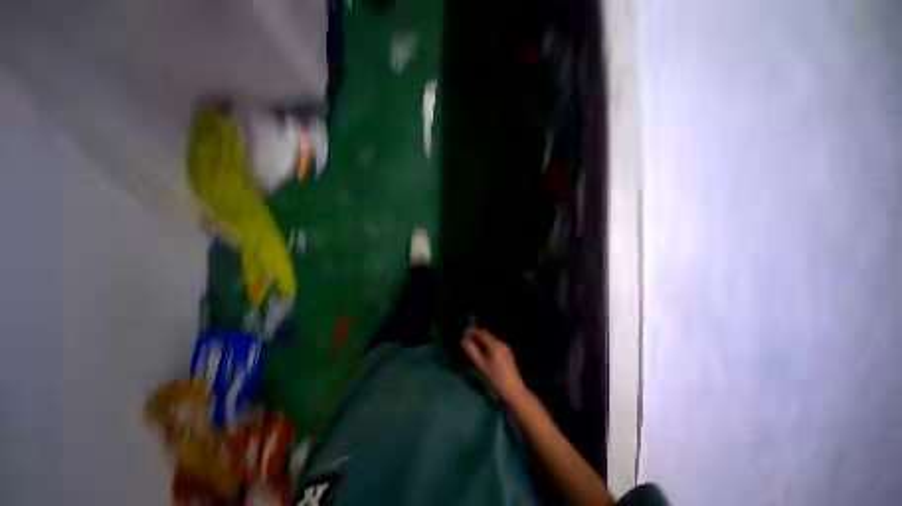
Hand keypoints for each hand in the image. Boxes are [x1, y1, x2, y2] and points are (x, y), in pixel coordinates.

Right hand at [461, 328, 526, 401]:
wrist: (514, 391)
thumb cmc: (496, 379)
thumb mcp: (481, 365)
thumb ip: (472, 351)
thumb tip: (463, 341)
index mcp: (495, 344)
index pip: (482, 333)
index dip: (472, 331)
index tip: (464, 332)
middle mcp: (501, 343)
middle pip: (487, 335)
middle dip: (476, 335)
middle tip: (466, 338)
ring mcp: (505, 348)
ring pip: (491, 339)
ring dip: (481, 340)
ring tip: (472, 344)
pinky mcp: (507, 354)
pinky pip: (494, 344)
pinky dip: (487, 344)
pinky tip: (482, 351)